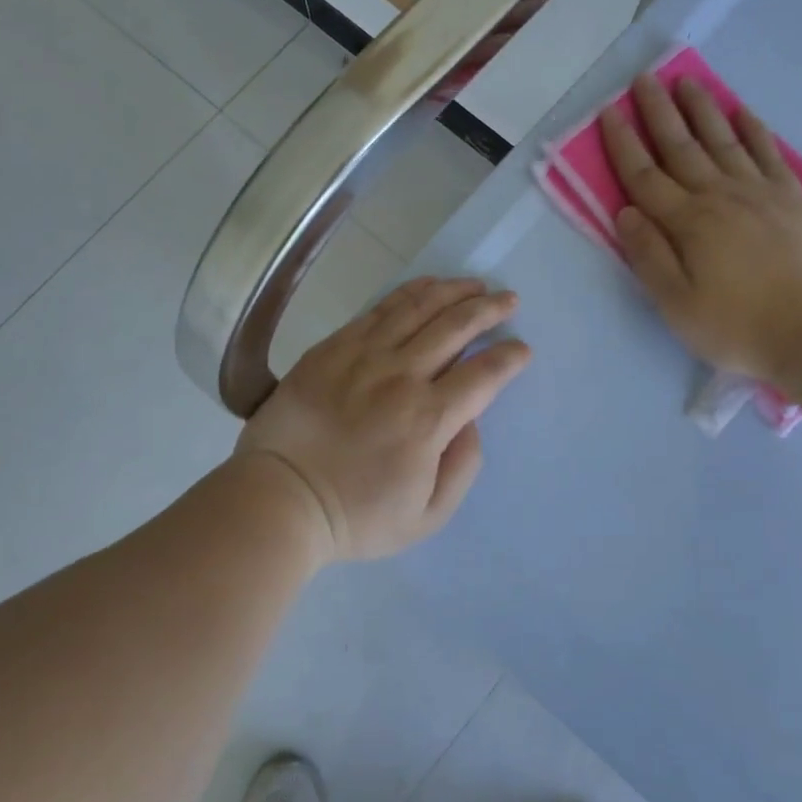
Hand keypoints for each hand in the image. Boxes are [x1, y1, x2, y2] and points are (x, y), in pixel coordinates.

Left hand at [236, 278, 531, 562]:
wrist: (279, 498)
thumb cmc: (356, 516)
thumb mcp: (427, 516)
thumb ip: (462, 466)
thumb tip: (471, 419)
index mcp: (428, 419)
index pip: (483, 374)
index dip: (509, 357)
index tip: (521, 349)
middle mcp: (400, 376)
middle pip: (455, 326)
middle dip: (489, 309)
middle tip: (508, 300)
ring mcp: (362, 355)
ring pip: (418, 308)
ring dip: (453, 291)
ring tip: (474, 285)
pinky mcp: (332, 347)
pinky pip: (378, 309)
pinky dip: (408, 293)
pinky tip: (425, 287)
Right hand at [602, 75, 801, 383]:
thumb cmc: (736, 327)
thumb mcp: (676, 304)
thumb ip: (649, 255)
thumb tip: (625, 212)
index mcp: (687, 223)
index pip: (644, 176)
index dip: (623, 144)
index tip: (608, 112)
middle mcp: (720, 197)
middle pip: (681, 147)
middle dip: (658, 112)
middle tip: (644, 78)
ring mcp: (760, 194)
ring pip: (723, 141)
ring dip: (702, 110)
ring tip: (686, 81)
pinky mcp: (793, 200)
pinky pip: (768, 154)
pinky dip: (753, 130)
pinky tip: (742, 112)